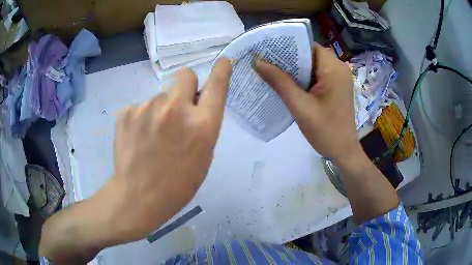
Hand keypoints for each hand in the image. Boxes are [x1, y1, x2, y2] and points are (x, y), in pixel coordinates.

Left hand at [111, 58, 231, 240]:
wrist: (138, 197)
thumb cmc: (178, 184)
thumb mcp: (203, 156)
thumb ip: (203, 125)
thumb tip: (196, 104)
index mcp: (202, 125)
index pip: (217, 86)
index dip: (221, 70)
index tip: (224, 61)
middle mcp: (177, 109)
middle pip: (185, 75)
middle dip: (185, 86)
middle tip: (177, 107)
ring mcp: (148, 108)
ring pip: (159, 95)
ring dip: (160, 108)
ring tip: (152, 135)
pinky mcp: (127, 112)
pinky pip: (140, 106)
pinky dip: (141, 118)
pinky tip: (137, 138)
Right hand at [255, 43, 359, 162]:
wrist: (342, 152)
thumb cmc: (326, 131)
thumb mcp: (300, 106)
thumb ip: (280, 82)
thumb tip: (257, 62)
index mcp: (334, 68)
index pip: (308, 45)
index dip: (287, 45)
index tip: (265, 48)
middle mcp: (338, 68)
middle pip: (309, 54)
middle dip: (287, 57)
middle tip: (263, 59)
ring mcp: (337, 78)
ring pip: (310, 65)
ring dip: (292, 68)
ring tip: (269, 69)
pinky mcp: (334, 87)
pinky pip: (314, 76)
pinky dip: (300, 77)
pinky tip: (284, 82)